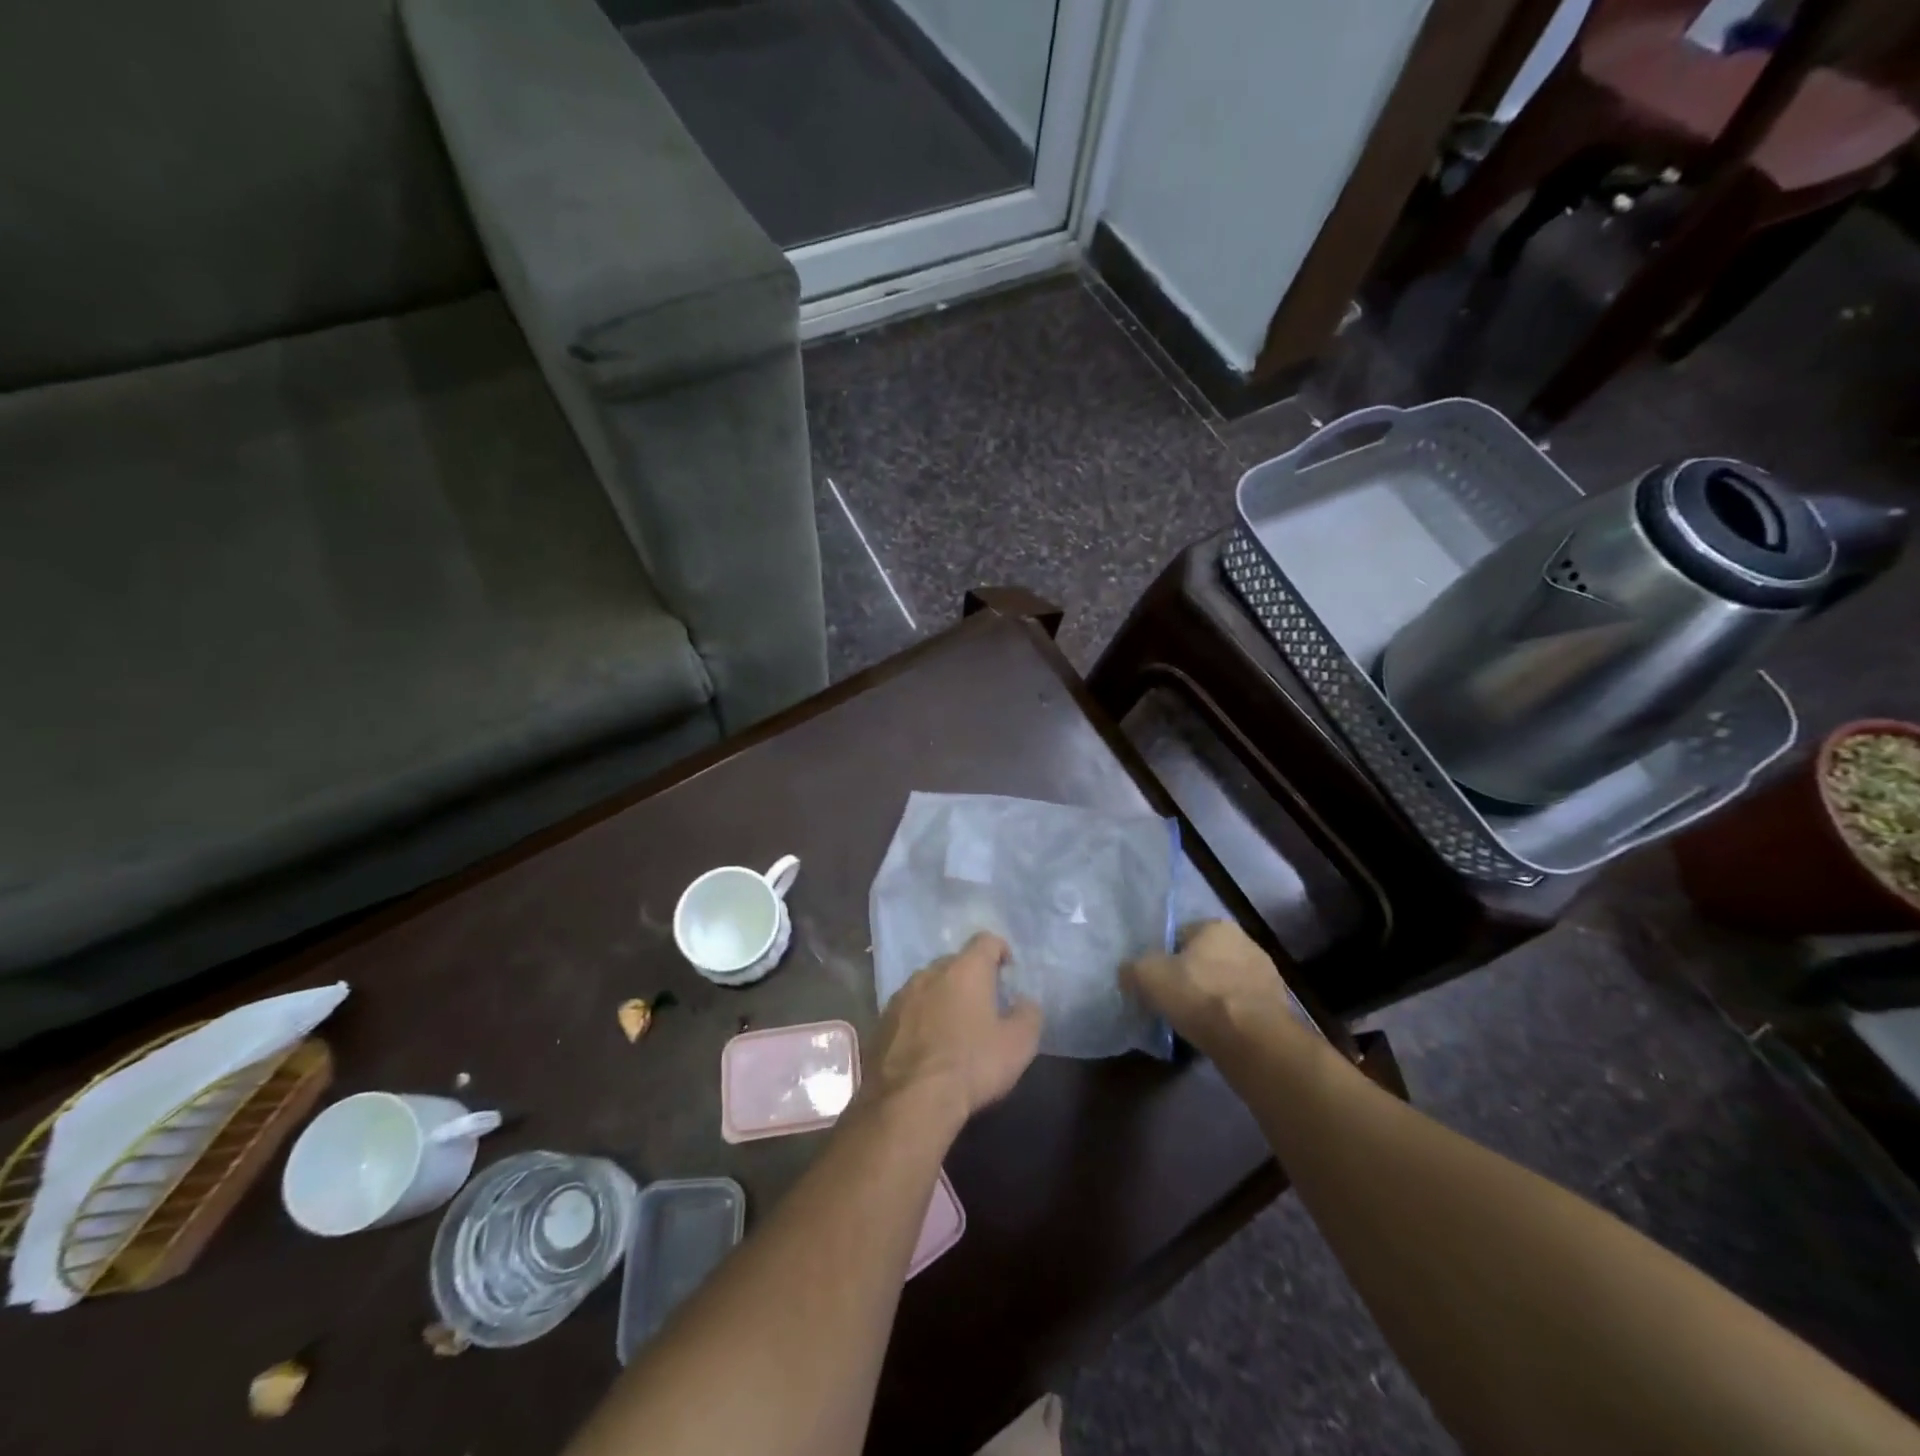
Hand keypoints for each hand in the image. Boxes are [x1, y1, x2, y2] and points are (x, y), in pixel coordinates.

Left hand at [866, 932, 1042, 1131]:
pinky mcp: (881, 1021)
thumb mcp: (1018, 1045)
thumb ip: (1028, 1015)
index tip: (1007, 969)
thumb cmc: (971, 1065)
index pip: (985, 941)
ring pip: (927, 985)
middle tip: (983, 1003)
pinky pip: (907, 1010)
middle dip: (970, 976)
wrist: (909, 1101)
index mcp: (965, 969)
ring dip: (942, 997)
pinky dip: (919, 1019)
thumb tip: (1024, 1002)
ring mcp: (901, 996)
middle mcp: (930, 973)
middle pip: (954, 962)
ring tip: (953, 1026)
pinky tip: (926, 1046)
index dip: (1000, 950)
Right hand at [1126, 921, 1293, 1056]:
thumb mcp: (1148, 976)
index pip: (1180, 935)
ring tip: (1193, 1022)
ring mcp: (1266, 976)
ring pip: (1224, 984)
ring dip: (1211, 998)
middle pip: (1205, 959)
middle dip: (1190, 977)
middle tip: (1172, 1000)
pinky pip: (1241, 1008)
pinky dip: (1228, 1018)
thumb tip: (1128, 973)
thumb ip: (1132, 968)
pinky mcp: (1277, 1008)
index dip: (1164, 957)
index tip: (1155, 981)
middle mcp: (1246, 942)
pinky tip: (1215, 1033)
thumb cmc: (1199, 996)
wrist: (1253, 1042)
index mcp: (1217, 926)